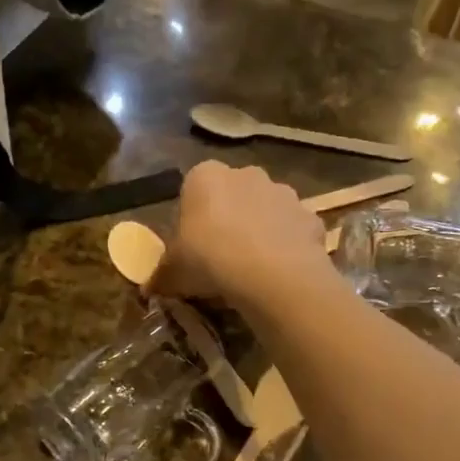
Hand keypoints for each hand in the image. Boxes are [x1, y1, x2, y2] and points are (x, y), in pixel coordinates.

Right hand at [148, 161, 332, 308]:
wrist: (272, 274)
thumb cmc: (210, 260)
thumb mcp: (173, 272)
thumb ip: (161, 274)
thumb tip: (149, 287)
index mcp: (205, 176)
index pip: (192, 190)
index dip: (192, 219)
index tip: (192, 248)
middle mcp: (246, 173)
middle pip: (233, 196)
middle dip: (229, 220)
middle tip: (222, 258)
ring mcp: (283, 192)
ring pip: (266, 210)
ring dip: (260, 231)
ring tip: (253, 269)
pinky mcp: (310, 216)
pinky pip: (293, 231)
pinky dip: (288, 247)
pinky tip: (280, 274)